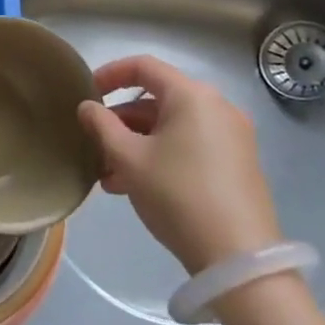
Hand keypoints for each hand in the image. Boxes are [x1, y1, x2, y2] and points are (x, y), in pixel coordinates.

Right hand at [77, 56, 280, 274]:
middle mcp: (217, 107)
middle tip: (94, 143)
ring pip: (172, 127)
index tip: (86, 93)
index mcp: (192, 95)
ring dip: (137, 143)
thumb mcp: (128, 159)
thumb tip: (87, 107)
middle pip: (158, 100)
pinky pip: (190, 145)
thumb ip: (102, 126)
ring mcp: (232, 136)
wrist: (238, 258)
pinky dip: (161, 155)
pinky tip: (135, 187)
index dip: (110, 74)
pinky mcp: (238, 164)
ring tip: (108, 175)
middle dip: (121, 121)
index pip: (143, 66)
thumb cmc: (177, 195)